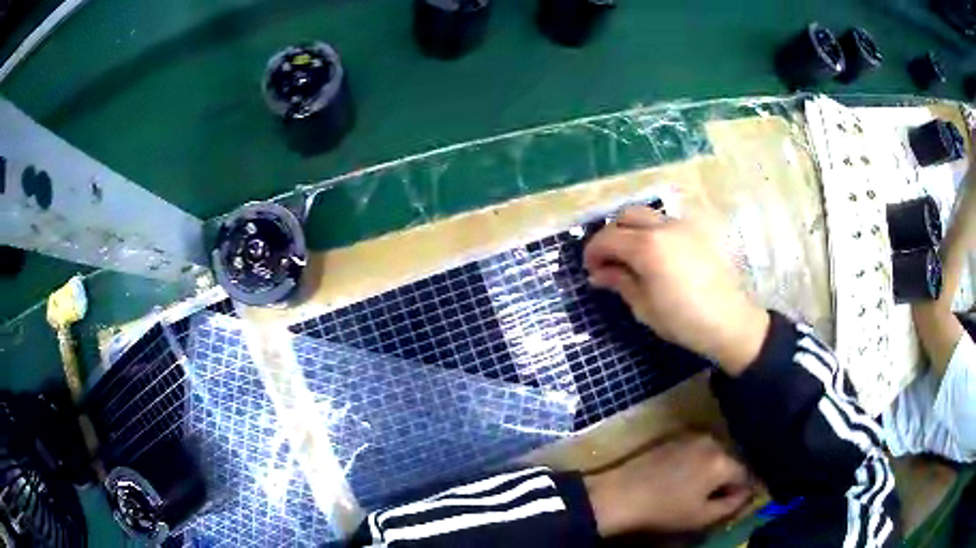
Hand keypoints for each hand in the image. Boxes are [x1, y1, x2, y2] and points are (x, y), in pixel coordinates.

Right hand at [583, 207, 769, 374]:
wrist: (729, 321)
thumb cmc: (683, 320)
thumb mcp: (644, 306)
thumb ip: (620, 282)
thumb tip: (598, 274)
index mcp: (647, 247)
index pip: (608, 238)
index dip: (593, 252)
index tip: (590, 269)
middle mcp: (663, 227)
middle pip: (626, 216)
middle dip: (612, 234)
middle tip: (609, 260)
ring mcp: (683, 226)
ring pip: (648, 216)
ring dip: (633, 231)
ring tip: (632, 257)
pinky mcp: (697, 232)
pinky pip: (667, 224)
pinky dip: (653, 233)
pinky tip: (657, 257)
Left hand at [585, 434, 753, 535]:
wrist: (621, 494)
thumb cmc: (664, 510)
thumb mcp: (703, 517)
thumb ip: (733, 504)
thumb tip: (748, 494)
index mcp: (724, 460)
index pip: (747, 474)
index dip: (742, 491)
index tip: (733, 503)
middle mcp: (714, 440)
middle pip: (733, 461)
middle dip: (729, 478)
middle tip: (715, 497)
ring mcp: (694, 435)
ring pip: (717, 453)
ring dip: (715, 469)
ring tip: (698, 488)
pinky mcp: (677, 435)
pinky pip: (700, 448)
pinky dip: (701, 461)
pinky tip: (685, 476)